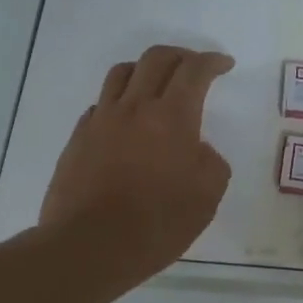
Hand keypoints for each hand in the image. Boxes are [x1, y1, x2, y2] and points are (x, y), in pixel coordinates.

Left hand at [40, 46, 234, 292]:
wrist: (88, 247)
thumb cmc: (156, 224)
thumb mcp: (207, 197)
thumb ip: (211, 163)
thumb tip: (197, 150)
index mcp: (172, 117)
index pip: (194, 71)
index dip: (212, 61)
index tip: (224, 64)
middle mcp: (135, 107)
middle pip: (157, 58)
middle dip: (181, 55)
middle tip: (194, 66)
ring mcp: (102, 120)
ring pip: (123, 72)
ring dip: (146, 69)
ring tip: (157, 83)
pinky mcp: (79, 137)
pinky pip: (101, 103)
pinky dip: (120, 100)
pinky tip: (127, 121)